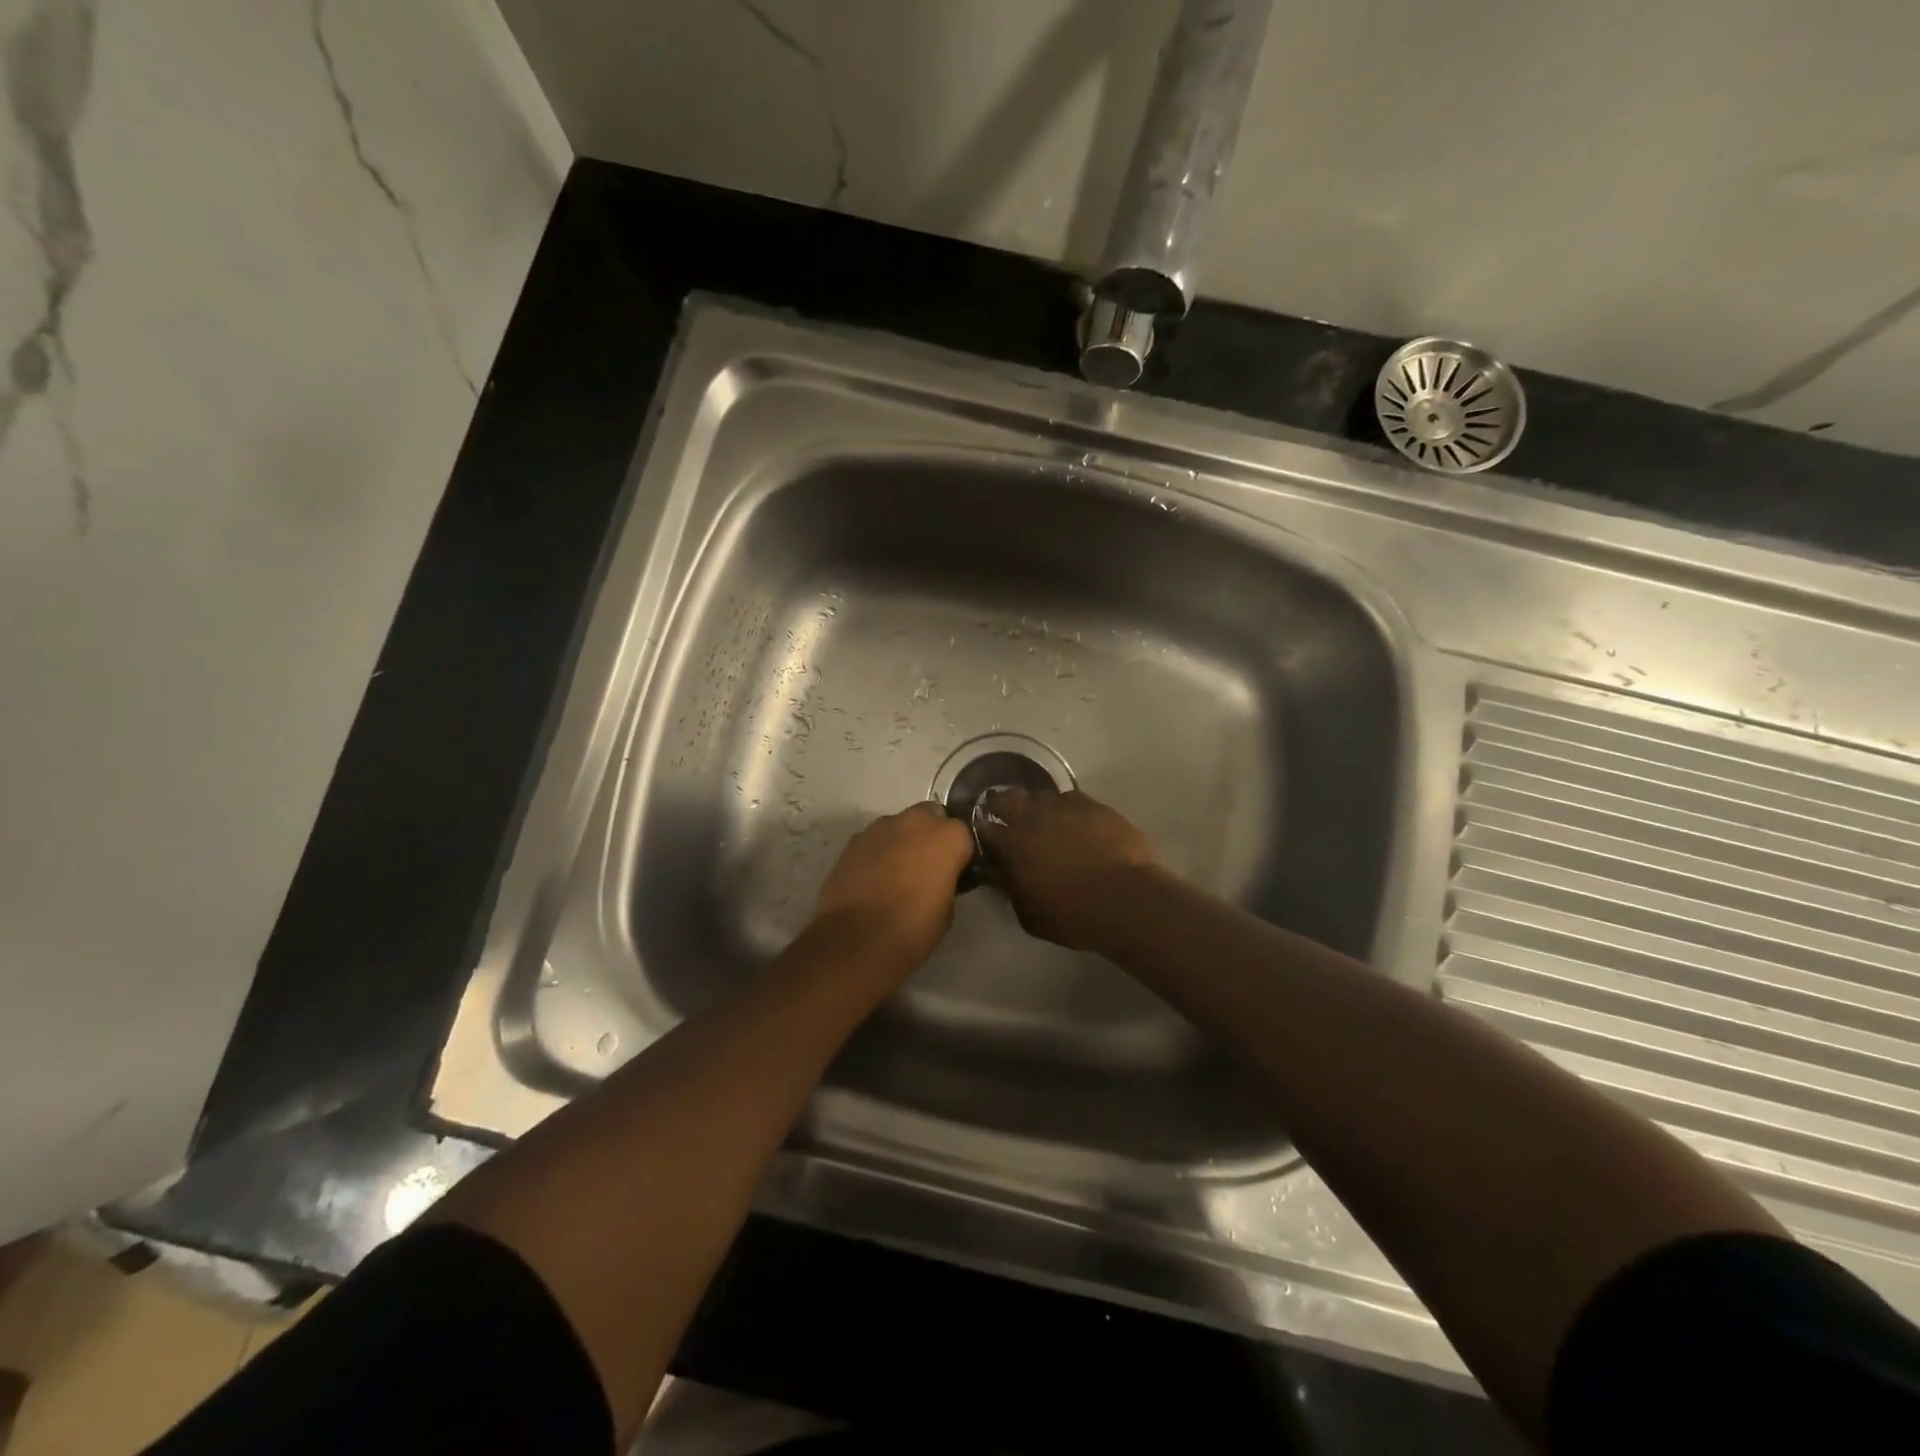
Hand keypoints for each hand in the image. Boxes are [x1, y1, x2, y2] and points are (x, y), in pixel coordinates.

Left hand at [812, 801, 974, 974]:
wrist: (856, 940)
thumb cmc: (912, 929)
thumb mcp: (947, 910)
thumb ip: (947, 880)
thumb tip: (938, 877)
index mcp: (948, 837)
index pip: (964, 834)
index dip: (960, 853)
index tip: (955, 872)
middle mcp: (916, 821)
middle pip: (931, 816)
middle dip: (932, 834)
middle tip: (927, 865)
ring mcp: (881, 827)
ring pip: (901, 824)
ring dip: (904, 840)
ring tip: (897, 872)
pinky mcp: (854, 840)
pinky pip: (876, 839)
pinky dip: (879, 851)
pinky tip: (874, 877)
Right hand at [973, 788, 1161, 950]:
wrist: (1125, 899)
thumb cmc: (1071, 915)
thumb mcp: (1029, 915)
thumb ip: (1010, 889)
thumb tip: (999, 875)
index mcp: (1010, 844)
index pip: (984, 829)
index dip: (983, 832)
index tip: (987, 839)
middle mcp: (1031, 816)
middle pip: (1007, 798)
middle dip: (1003, 805)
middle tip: (1009, 818)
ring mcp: (1064, 806)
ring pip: (1040, 795)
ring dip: (1037, 806)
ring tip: (1046, 820)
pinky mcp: (1093, 804)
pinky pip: (1072, 799)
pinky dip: (1068, 809)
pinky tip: (1076, 822)